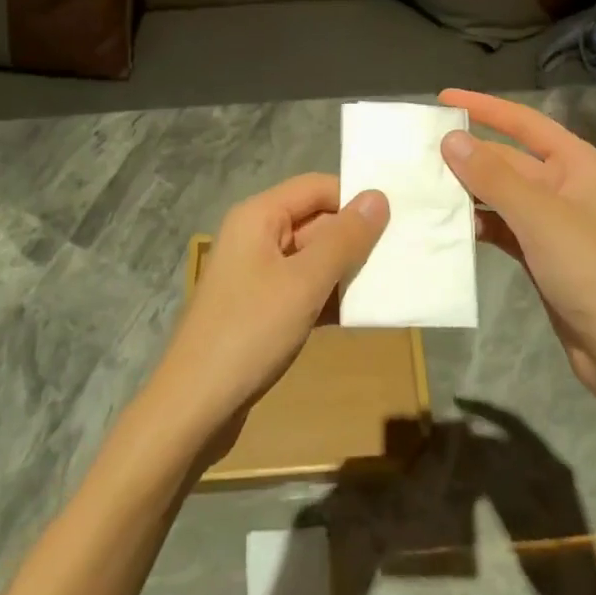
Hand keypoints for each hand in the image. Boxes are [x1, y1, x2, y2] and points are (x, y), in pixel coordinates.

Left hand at [148, 174, 388, 454]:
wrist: (193, 407)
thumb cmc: (250, 332)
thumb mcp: (304, 282)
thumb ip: (344, 239)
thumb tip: (379, 196)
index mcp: (259, 216)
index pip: (316, 187)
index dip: (353, 199)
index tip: (395, 220)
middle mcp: (256, 236)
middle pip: (315, 221)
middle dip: (354, 238)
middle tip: (401, 255)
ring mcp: (257, 274)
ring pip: (312, 258)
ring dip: (346, 270)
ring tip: (391, 282)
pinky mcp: (261, 309)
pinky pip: (303, 288)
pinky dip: (329, 296)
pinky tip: (361, 314)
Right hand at [438, 89, 595, 404]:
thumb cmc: (590, 270)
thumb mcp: (539, 217)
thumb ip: (493, 176)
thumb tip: (450, 139)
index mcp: (578, 164)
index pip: (524, 122)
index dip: (484, 107)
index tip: (443, 98)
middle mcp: (566, 186)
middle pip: (510, 159)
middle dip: (470, 155)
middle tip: (421, 150)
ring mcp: (554, 222)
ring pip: (503, 194)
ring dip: (470, 191)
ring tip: (426, 186)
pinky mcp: (543, 254)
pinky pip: (504, 226)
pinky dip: (480, 223)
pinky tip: (452, 226)